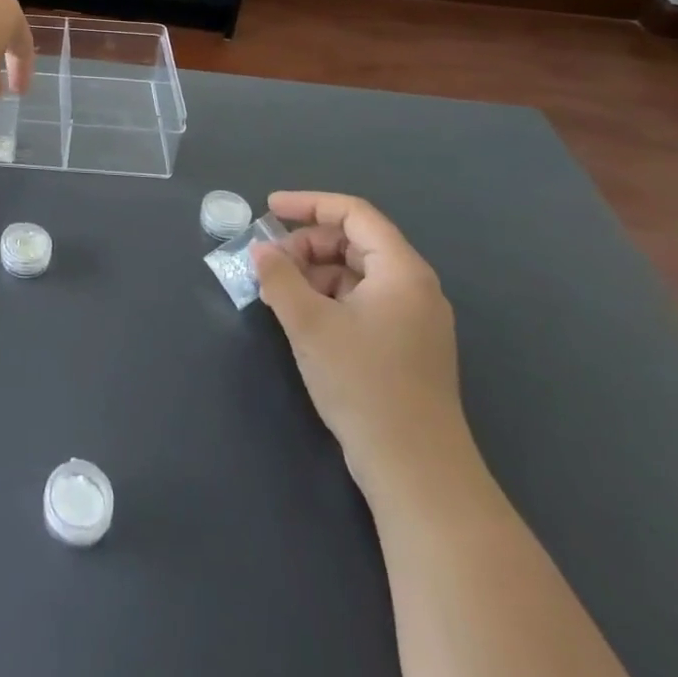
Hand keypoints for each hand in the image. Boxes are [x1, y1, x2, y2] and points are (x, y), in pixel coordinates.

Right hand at [253, 192, 467, 484]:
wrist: (417, 472)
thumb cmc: (364, 384)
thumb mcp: (309, 323)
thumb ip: (279, 277)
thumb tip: (260, 250)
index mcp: (401, 271)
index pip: (353, 213)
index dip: (308, 204)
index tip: (268, 208)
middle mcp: (414, 287)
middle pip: (353, 242)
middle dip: (306, 245)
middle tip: (269, 264)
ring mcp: (413, 320)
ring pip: (355, 274)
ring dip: (313, 274)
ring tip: (277, 295)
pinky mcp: (405, 348)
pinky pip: (362, 302)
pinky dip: (328, 300)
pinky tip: (301, 320)